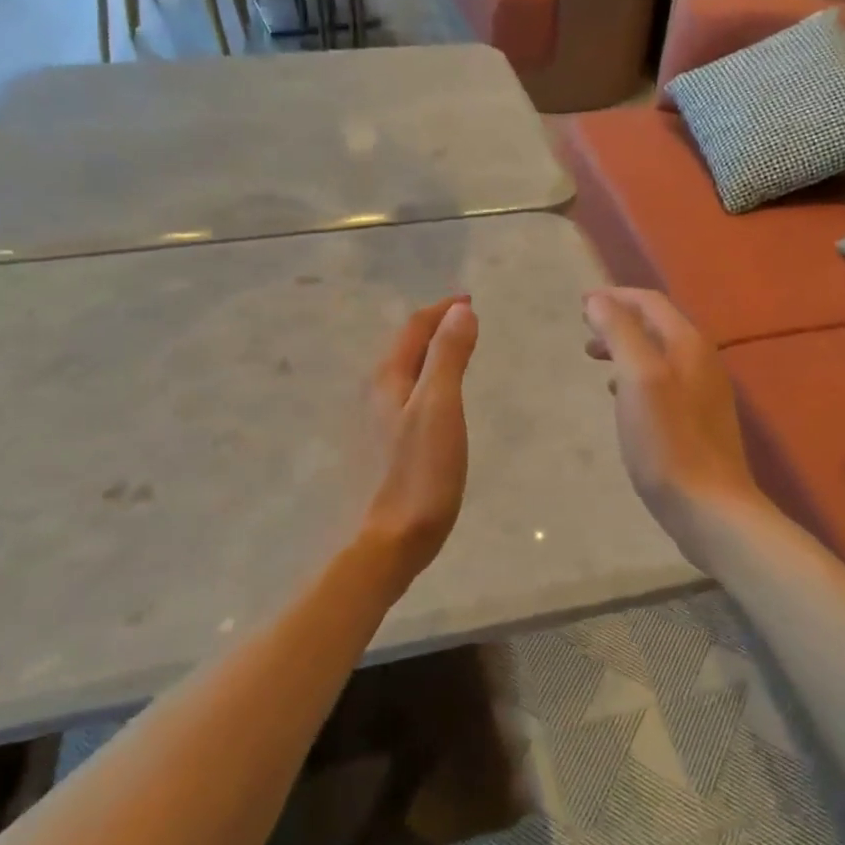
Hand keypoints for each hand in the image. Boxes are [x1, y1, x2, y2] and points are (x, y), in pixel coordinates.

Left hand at [359, 296, 478, 586]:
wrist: (386, 543)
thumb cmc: (418, 474)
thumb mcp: (440, 408)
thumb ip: (448, 357)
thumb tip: (460, 311)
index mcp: (388, 379)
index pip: (414, 328)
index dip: (442, 310)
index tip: (470, 301)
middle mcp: (374, 395)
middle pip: (404, 348)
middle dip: (434, 329)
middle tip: (466, 323)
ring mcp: (373, 424)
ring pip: (403, 374)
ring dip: (428, 355)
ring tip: (455, 354)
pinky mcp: (380, 450)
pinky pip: (404, 398)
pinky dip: (425, 383)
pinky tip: (436, 403)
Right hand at [583, 288, 763, 546]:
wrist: (709, 508)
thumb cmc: (668, 442)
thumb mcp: (639, 379)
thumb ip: (620, 334)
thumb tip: (599, 299)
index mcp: (689, 345)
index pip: (650, 303)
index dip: (614, 297)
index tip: (581, 305)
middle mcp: (702, 362)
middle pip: (656, 327)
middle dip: (619, 323)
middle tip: (585, 336)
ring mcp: (704, 393)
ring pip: (659, 356)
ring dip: (627, 350)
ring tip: (597, 362)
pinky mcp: (699, 422)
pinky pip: (664, 383)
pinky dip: (638, 377)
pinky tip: (623, 399)